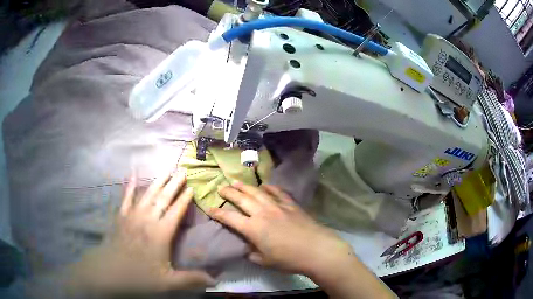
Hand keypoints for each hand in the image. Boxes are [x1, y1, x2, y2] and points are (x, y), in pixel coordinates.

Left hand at [68, 171, 215, 294]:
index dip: (184, 199)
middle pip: (163, 198)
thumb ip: (191, 279)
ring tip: (166, 170)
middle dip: (173, 184)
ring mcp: (133, 215)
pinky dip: (130, 185)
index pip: (176, 212)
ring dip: (158, 181)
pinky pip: (126, 197)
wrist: (110, 271)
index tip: (191, 187)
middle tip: (182, 170)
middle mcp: (148, 219)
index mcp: (161, 233)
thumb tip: (215, 281)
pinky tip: (132, 174)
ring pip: (147, 194)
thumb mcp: (167, 282)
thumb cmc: (140, 276)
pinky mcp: (121, 216)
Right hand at [207, 182, 352, 275]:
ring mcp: (277, 206)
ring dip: (246, 186)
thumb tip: (248, 248)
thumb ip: (252, 253)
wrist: (315, 249)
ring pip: (257, 192)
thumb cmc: (289, 259)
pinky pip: (278, 192)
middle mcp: (262, 213)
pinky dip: (270, 187)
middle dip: (229, 192)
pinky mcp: (290, 204)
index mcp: (253, 228)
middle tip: (221, 188)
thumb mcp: (265, 261)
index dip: (217, 213)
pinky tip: (265, 185)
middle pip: (241, 199)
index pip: (230, 218)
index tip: (209, 208)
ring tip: (237, 182)